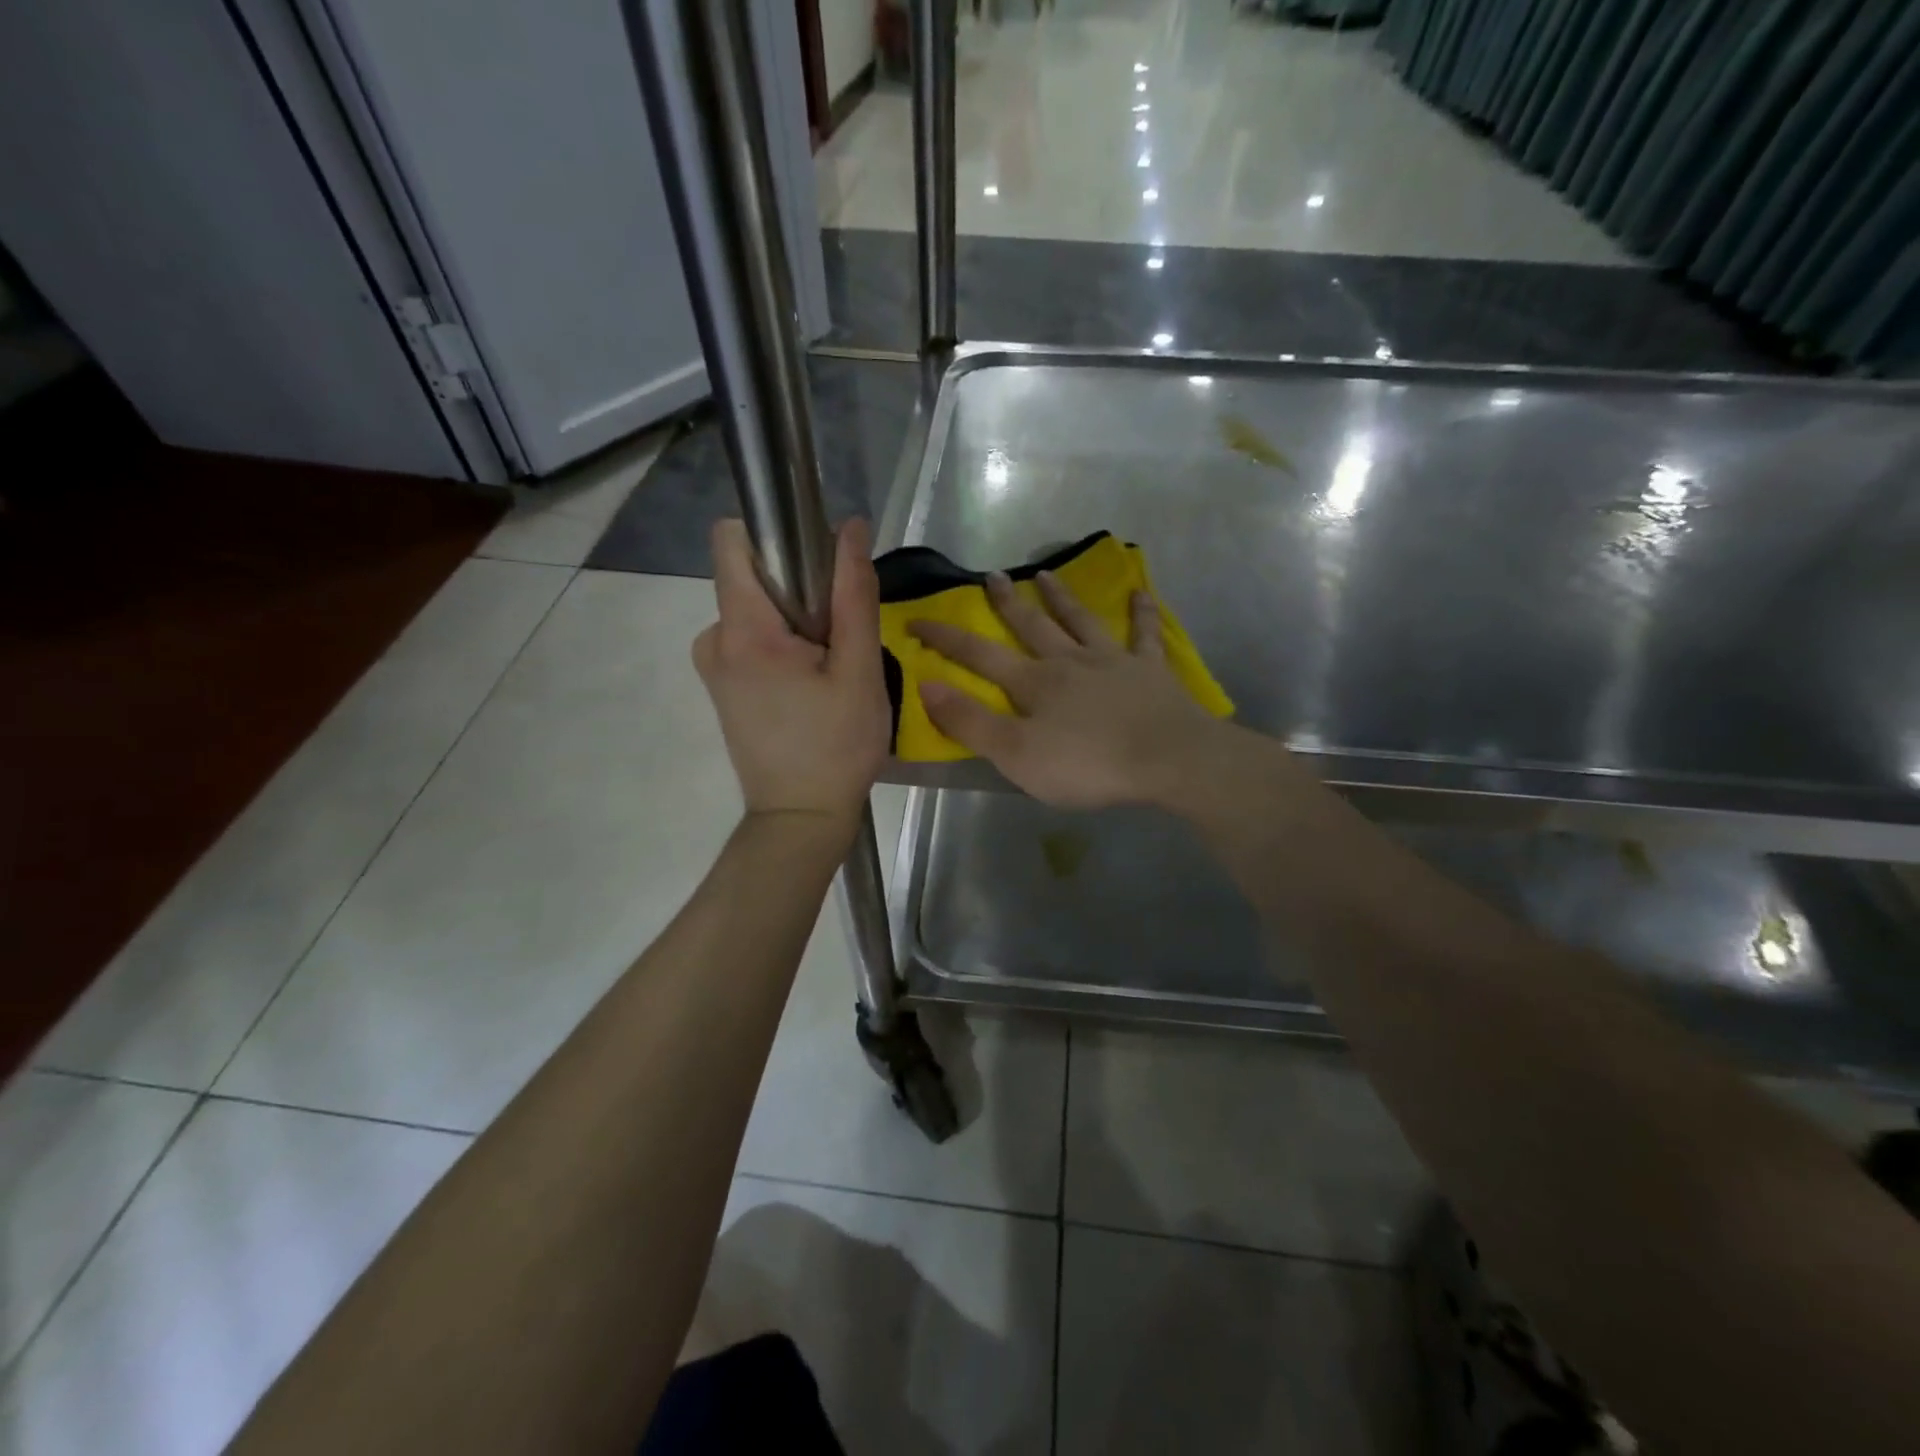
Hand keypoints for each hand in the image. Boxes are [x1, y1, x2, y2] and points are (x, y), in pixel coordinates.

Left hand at [693, 517, 889, 825]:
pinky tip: (810, 685)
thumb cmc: (836, 747)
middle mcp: (713, 638)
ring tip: (829, 669)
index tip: (819, 564)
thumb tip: (851, 527)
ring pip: (757, 609)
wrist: (800, 818)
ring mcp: (713, 664)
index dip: (776, 535)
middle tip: (838, 638)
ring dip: (796, 622)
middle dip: (798, 589)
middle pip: (752, 576)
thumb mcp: (859, 671)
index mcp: (742, 629)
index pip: (732, 539)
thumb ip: (854, 596)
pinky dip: (783, 646)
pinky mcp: (722, 686)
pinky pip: (752, 639)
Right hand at [907, 570, 1224, 809]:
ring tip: (1045, 573)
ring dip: (1061, 598)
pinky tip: (1140, 593)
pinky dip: (1141, 613)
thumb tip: (926, 685)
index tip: (918, 619)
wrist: (1167, 759)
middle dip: (1006, 603)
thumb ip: (970, 722)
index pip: (979, 655)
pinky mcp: (1150, 671)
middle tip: (991, 575)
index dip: (946, 638)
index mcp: (1034, 684)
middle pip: (1031, 627)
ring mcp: (1113, 662)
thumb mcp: (1016, 754)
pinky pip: (1145, 635)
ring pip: (1080, 621)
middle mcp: (1069, 662)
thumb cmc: (1087, 764)